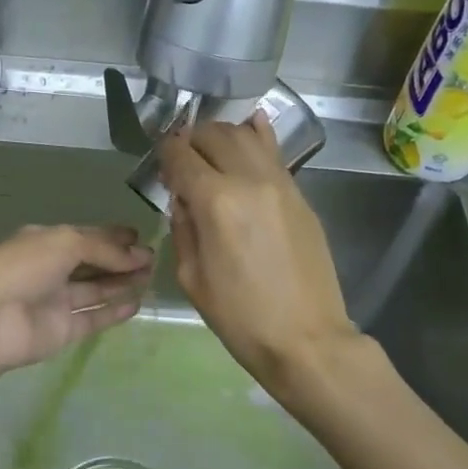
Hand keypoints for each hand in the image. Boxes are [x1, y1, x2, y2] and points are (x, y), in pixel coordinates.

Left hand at [0, 224, 152, 374]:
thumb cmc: (23, 268)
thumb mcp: (65, 243)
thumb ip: (104, 248)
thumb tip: (138, 255)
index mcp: (44, 241)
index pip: (84, 235)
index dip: (111, 235)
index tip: (139, 236)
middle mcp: (50, 269)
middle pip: (92, 262)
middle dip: (121, 259)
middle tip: (152, 258)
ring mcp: (56, 301)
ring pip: (95, 289)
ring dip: (122, 281)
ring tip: (151, 276)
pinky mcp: (62, 330)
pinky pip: (93, 318)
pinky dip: (114, 311)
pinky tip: (137, 302)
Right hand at [157, 112, 361, 391]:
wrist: (306, 338)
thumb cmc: (240, 317)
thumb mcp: (191, 277)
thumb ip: (183, 227)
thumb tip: (184, 198)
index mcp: (215, 202)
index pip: (181, 154)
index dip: (165, 153)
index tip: (161, 162)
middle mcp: (249, 180)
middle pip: (214, 135)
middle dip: (192, 140)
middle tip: (184, 159)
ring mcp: (281, 183)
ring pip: (247, 135)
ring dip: (223, 135)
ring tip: (212, 150)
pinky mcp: (300, 195)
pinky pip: (275, 152)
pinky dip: (257, 137)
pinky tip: (250, 130)